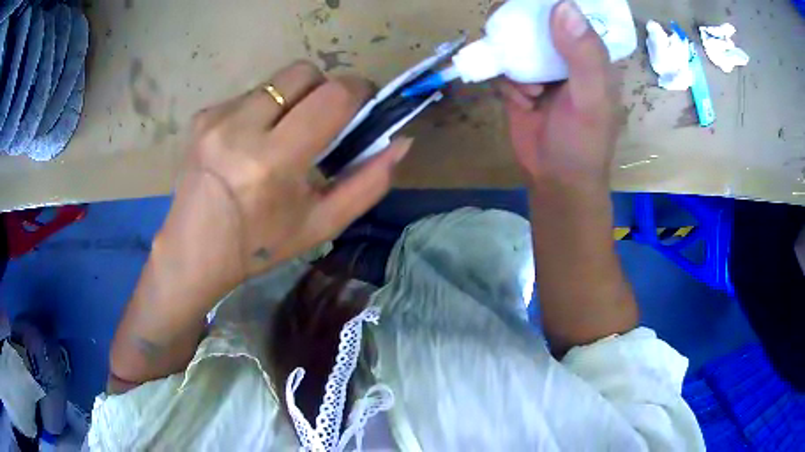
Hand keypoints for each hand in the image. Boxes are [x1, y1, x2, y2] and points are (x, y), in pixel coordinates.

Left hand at [157, 62, 411, 299]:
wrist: (194, 252)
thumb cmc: (260, 245)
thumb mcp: (321, 224)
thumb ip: (368, 183)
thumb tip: (401, 142)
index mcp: (273, 162)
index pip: (332, 96)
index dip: (359, 90)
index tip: (363, 103)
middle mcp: (240, 128)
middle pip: (303, 72)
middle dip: (324, 88)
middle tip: (321, 120)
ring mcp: (215, 118)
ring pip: (276, 81)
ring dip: (292, 100)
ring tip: (280, 137)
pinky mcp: (201, 115)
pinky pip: (249, 94)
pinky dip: (263, 110)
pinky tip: (249, 142)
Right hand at [499, 0, 621, 191]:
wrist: (555, 180)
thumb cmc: (583, 142)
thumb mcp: (591, 98)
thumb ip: (584, 55)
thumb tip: (563, 5)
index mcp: (590, 54)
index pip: (571, 14)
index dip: (551, 5)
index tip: (531, 5)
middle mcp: (565, 55)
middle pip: (536, 22)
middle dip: (523, 30)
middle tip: (518, 42)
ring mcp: (540, 68)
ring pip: (514, 42)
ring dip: (514, 61)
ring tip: (531, 92)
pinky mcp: (519, 83)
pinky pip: (503, 66)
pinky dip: (507, 81)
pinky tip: (521, 103)